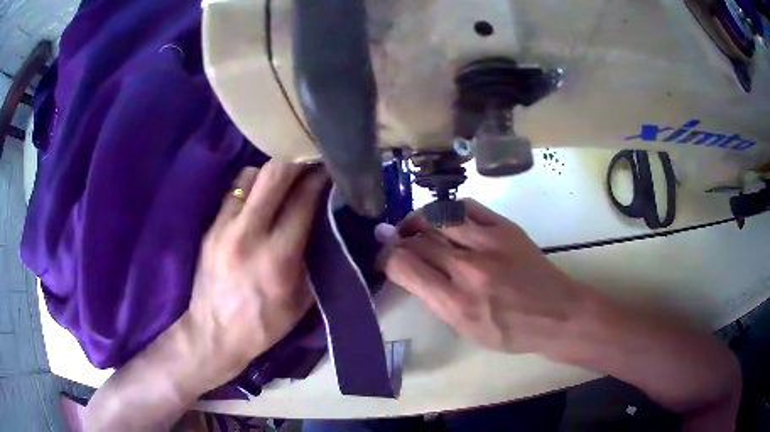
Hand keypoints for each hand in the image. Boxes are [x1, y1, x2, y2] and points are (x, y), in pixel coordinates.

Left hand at [186, 162, 326, 387]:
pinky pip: (235, 191)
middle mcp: (248, 235)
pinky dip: (253, 187)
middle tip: (311, 162)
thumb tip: (327, 221)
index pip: (303, 200)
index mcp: (278, 258)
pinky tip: (261, 199)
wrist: (215, 333)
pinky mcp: (211, 227)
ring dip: (273, 173)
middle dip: (297, 161)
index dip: (320, 179)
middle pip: (274, 174)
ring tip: (285, 182)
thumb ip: (315, 257)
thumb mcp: (303, 299)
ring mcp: (224, 227)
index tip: (331, 170)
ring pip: (251, 175)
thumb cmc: (265, 323)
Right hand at [381, 199, 588, 354]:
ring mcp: (490, 243)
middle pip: (419, 239)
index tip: (383, 259)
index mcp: (457, 303)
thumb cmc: (511, 332)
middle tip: (392, 242)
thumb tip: (409, 270)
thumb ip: (436, 299)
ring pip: (439, 216)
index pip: (406, 267)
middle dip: (397, 239)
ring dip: (418, 219)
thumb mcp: (466, 329)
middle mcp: (469, 269)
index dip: (386, 258)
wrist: (557, 313)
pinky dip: (447, 209)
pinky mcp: (506, 227)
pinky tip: (443, 218)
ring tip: (413, 227)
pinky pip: (467, 206)